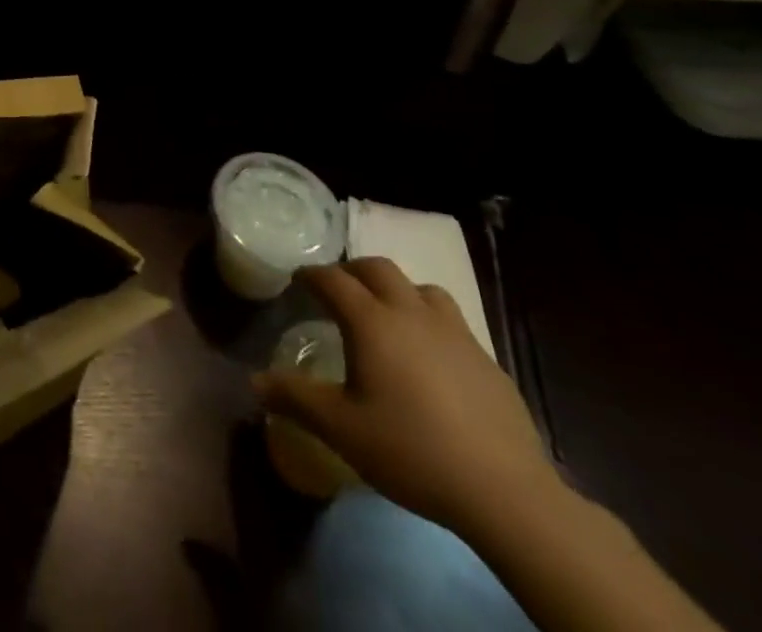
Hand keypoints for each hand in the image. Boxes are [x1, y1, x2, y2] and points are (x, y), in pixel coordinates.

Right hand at [254, 258, 561, 533]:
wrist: (506, 493)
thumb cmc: (411, 451)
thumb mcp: (340, 428)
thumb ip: (295, 398)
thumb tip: (254, 381)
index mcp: (372, 322)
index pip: (333, 280)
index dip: (311, 275)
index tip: (298, 280)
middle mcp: (411, 313)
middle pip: (378, 269)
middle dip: (352, 271)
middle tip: (338, 290)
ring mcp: (455, 333)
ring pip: (421, 288)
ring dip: (397, 290)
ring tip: (388, 314)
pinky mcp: (487, 360)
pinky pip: (451, 322)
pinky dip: (430, 322)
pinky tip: (430, 357)